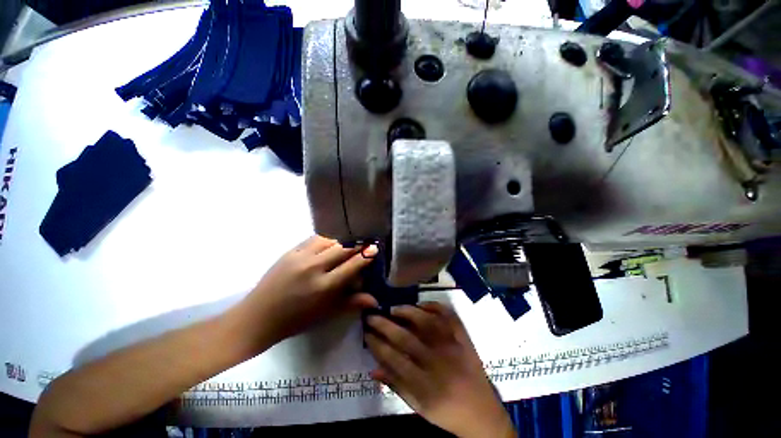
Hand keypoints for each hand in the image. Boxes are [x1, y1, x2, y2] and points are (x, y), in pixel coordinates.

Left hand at [233, 236, 377, 346]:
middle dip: (356, 244)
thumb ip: (352, 302)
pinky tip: (328, 245)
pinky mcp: (289, 252)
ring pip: (329, 240)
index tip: (375, 248)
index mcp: (324, 286)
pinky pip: (313, 239)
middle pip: (342, 248)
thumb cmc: (296, 319)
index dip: (366, 255)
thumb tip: (375, 300)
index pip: (352, 265)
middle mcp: (314, 268)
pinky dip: (326, 240)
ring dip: (341, 241)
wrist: (258, 316)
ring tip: (346, 246)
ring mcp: (300, 257)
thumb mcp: (327, 312)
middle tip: (364, 244)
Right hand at [364, 302, 515, 437]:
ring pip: (426, 322)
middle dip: (385, 325)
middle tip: (372, 316)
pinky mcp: (464, 338)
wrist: (483, 413)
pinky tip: (422, 305)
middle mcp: (438, 362)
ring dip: (407, 312)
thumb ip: (396, 386)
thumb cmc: (447, 411)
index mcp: (425, 385)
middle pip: (406, 338)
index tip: (366, 333)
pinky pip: (449, 316)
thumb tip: (373, 368)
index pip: (394, 359)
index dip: (377, 344)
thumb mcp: (419, 408)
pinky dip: (435, 306)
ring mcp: (453, 347)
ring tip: (393, 308)